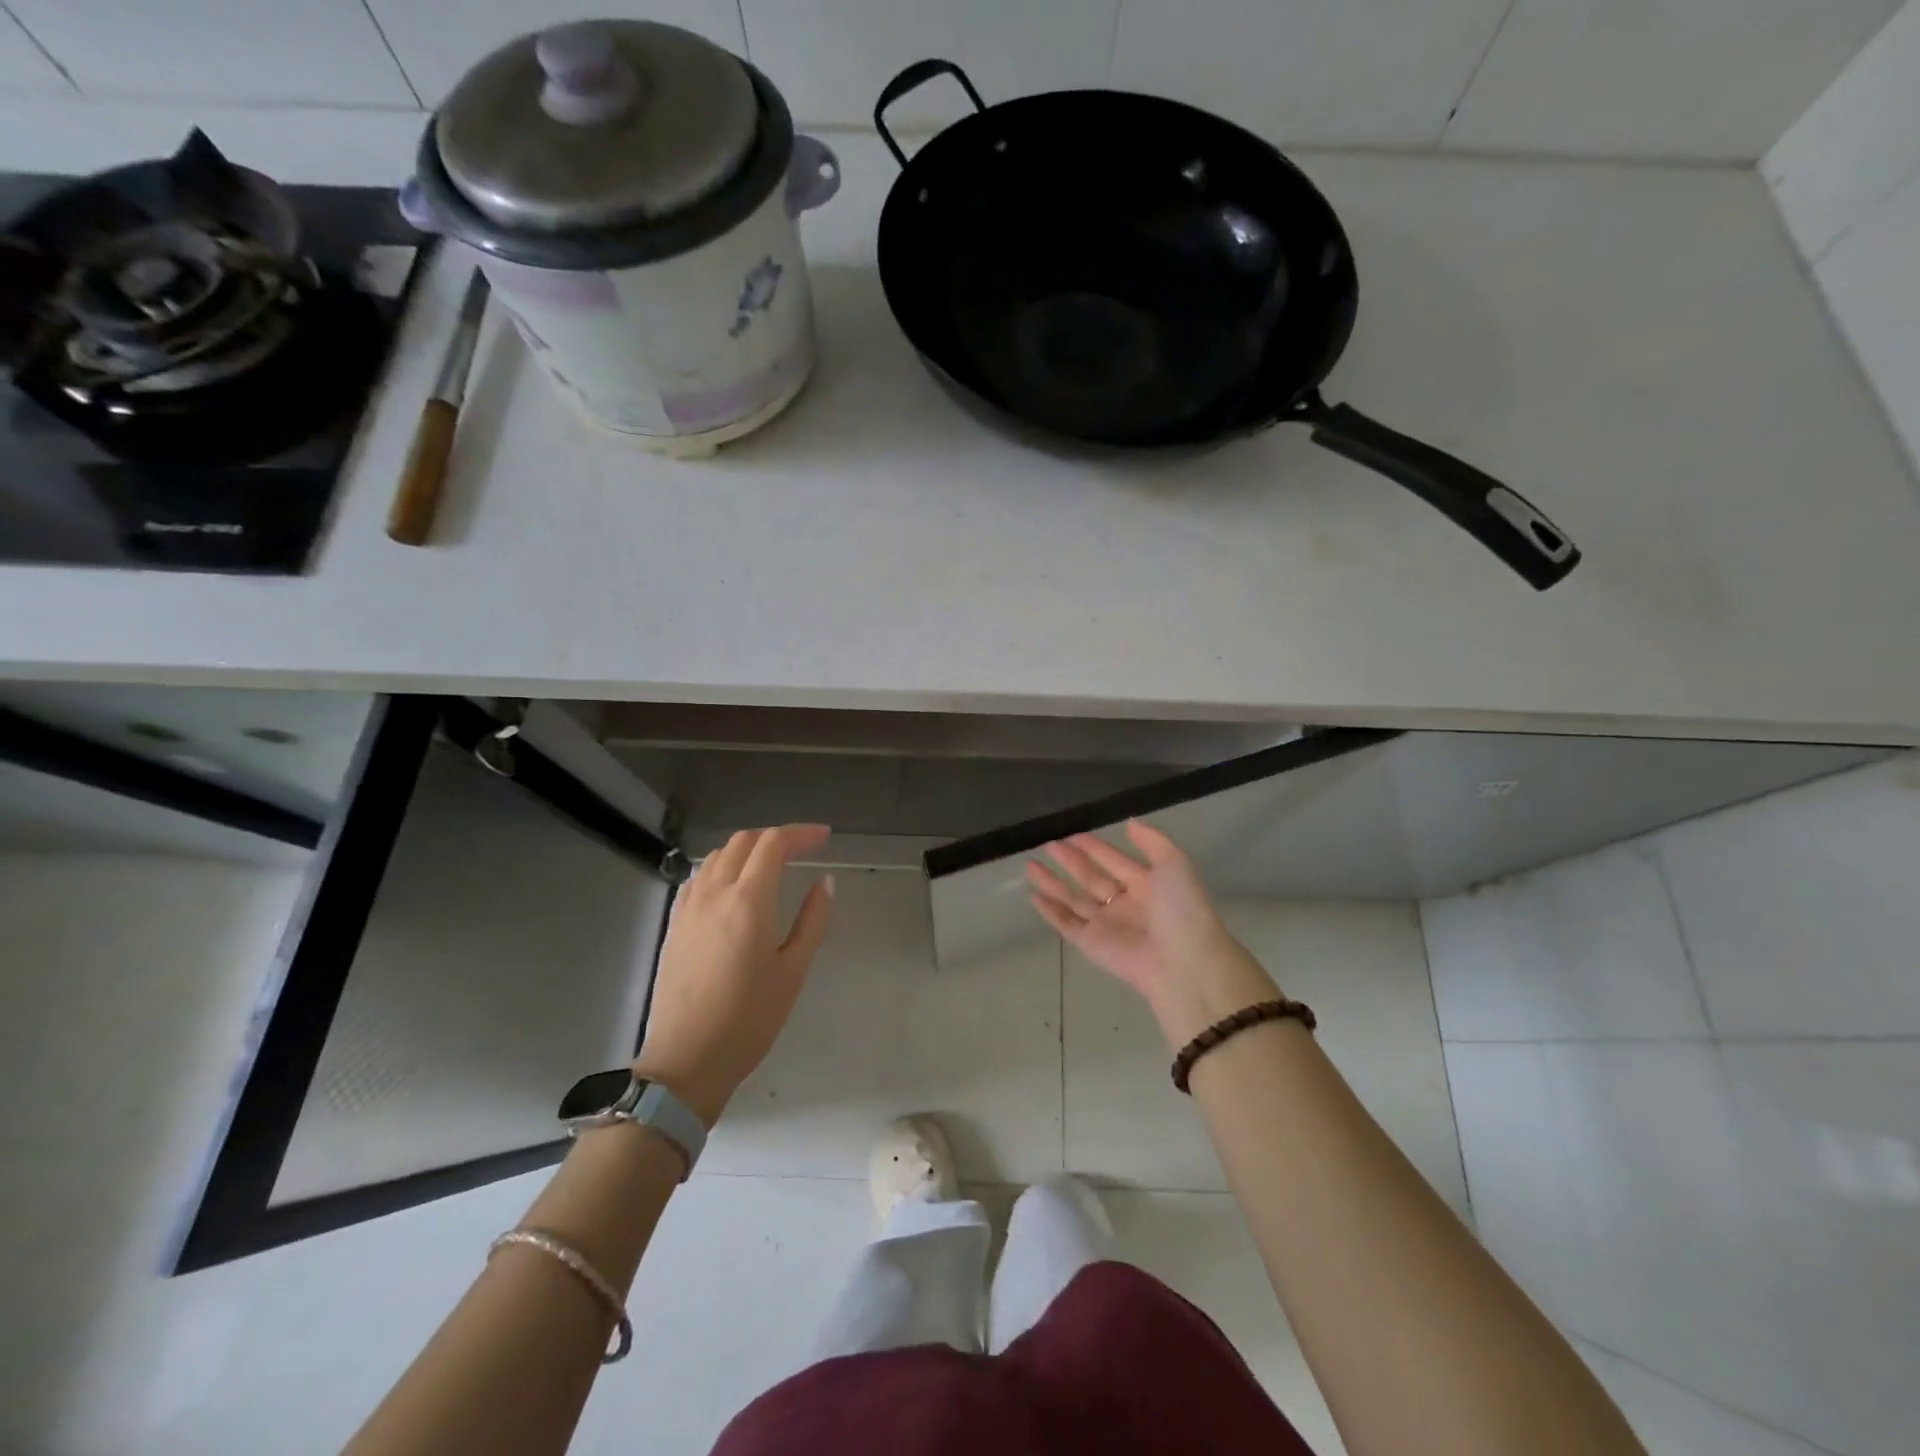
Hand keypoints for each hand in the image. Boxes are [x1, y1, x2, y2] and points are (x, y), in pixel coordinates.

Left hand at [634, 825, 834, 1124]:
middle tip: (803, 849)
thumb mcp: (793, 971)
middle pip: (743, 842)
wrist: (686, 1060)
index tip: (824, 837)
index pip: (773, 844)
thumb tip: (825, 881)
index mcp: (749, 900)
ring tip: (772, 864)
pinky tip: (733, 887)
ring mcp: (689, 907)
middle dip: (776, 837)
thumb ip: (813, 920)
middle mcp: (715, 892)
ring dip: (747, 849)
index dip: (801, 833)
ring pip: (717, 856)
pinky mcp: (674, 924)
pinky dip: (722, 867)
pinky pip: (699, 877)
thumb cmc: (750, 1019)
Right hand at [1027, 821, 1279, 1049]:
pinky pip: (1066, 924)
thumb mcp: (1175, 865)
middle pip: (1091, 878)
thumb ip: (1152, 841)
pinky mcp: (1091, 945)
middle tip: (1048, 844)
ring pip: (1074, 899)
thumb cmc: (1181, 910)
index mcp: (1147, 886)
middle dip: (1071, 861)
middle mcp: (1125, 905)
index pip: (1115, 861)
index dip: (1096, 848)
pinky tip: (1033, 895)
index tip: (1073, 833)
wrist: (1183, 963)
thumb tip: (1130, 822)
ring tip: (1030, 865)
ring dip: (1053, 882)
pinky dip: (1050, 911)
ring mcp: (1107, 925)